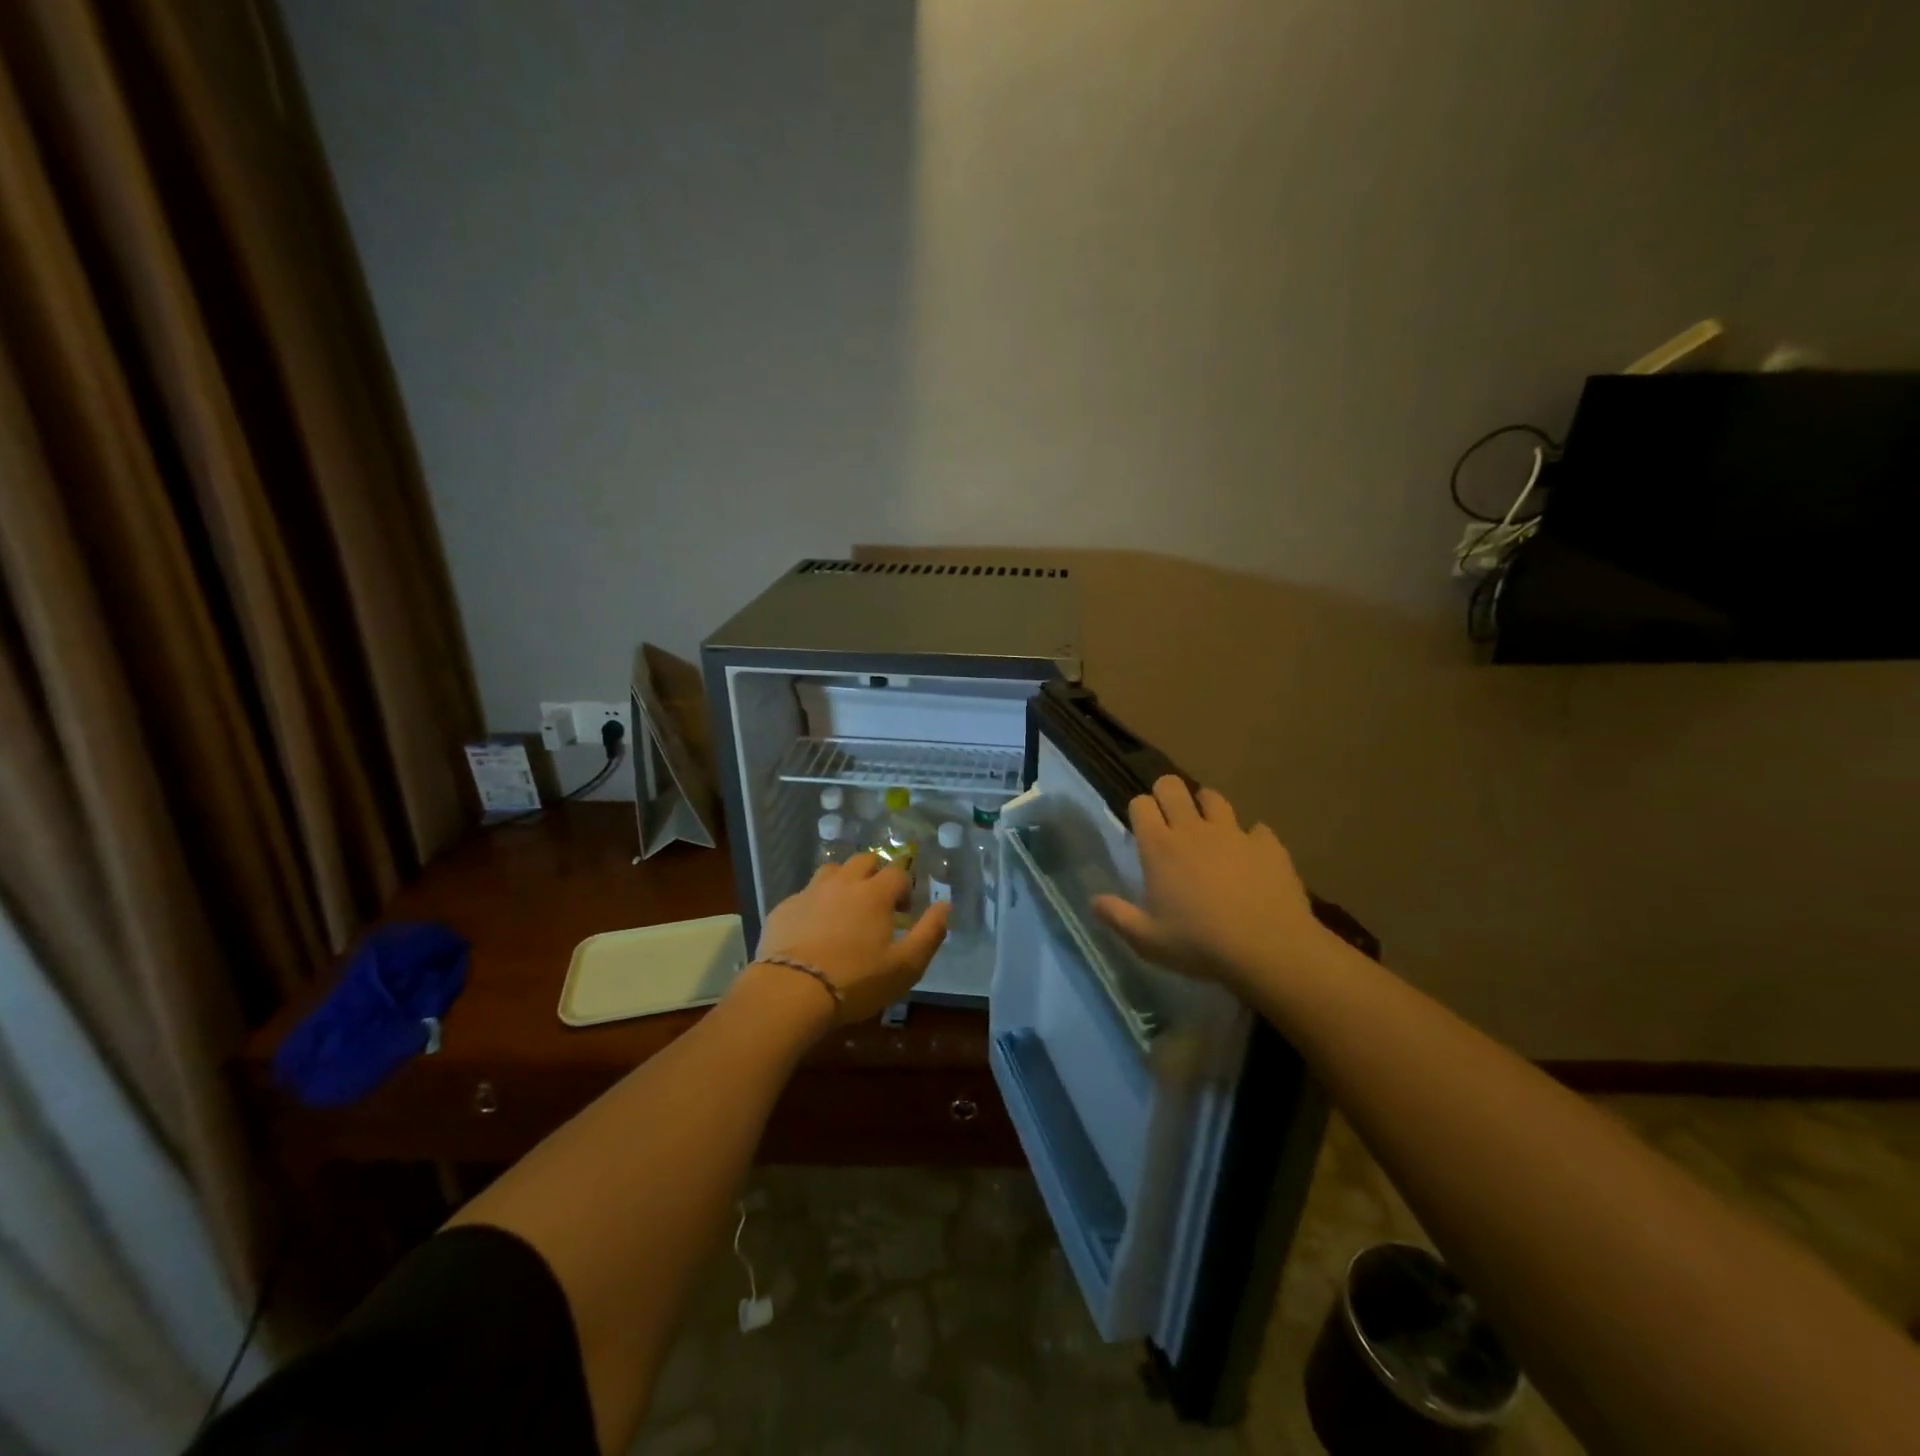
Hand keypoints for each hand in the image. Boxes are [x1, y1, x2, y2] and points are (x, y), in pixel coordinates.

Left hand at [752, 853, 949, 1024]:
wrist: (791, 992)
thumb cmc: (856, 980)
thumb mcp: (906, 965)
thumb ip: (930, 932)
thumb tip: (945, 905)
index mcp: (874, 893)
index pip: (897, 872)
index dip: (905, 887)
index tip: (904, 910)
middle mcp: (843, 883)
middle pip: (863, 860)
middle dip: (875, 873)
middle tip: (877, 902)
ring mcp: (810, 892)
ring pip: (831, 871)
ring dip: (843, 881)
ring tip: (845, 907)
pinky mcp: (784, 908)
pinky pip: (805, 894)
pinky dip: (815, 903)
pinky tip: (813, 927)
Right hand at [1093, 776, 1332, 996]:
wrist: (1268, 948)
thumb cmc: (1200, 944)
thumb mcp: (1148, 940)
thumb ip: (1117, 917)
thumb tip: (1093, 901)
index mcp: (1160, 847)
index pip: (1140, 803)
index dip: (1139, 810)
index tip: (1142, 828)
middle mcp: (1193, 830)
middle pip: (1172, 786)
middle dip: (1166, 793)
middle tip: (1170, 818)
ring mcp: (1233, 833)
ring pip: (1213, 797)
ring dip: (1206, 808)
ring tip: (1208, 830)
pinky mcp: (1267, 844)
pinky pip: (1256, 829)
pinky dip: (1250, 839)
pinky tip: (1251, 858)